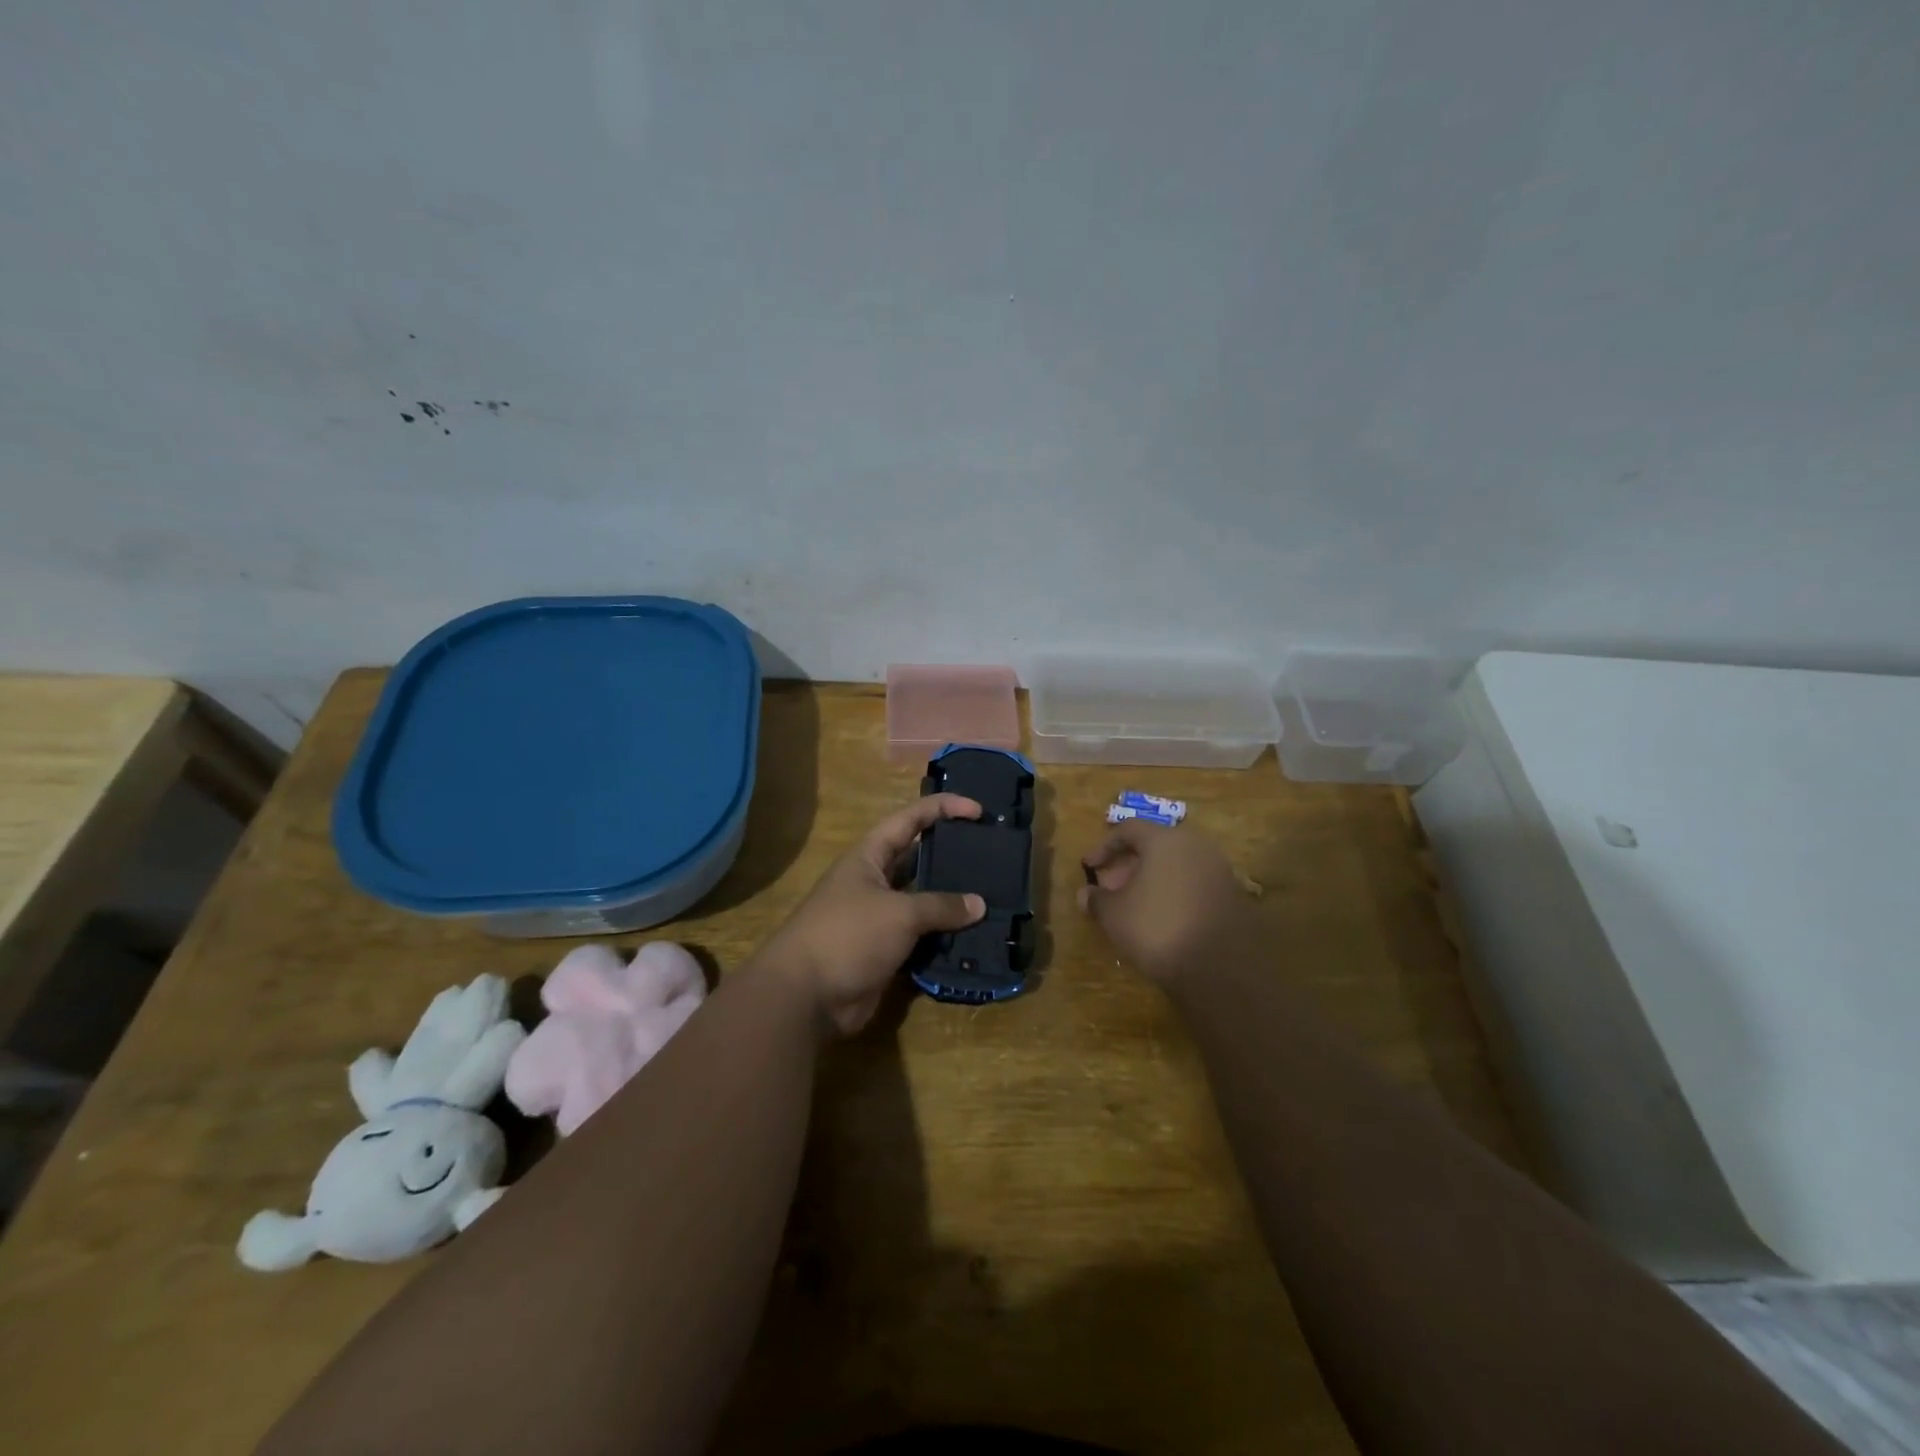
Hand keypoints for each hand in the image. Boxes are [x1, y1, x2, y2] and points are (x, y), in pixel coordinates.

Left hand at [760, 794, 986, 1035]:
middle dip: (953, 856)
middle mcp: (875, 882)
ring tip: (994, 897)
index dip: (943, 808)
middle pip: (919, 860)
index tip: (979, 810)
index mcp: (870, 856)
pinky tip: (976, 937)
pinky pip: (922, 938)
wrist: (805, 997)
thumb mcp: (899, 913)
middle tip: (992, 855)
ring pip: (924, 903)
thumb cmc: (848, 935)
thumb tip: (979, 905)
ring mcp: (880, 918)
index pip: (910, 819)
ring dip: (953, 903)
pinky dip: (945, 938)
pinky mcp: (886, 951)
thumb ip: (941, 906)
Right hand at [1079, 820, 1256, 985]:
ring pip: (1175, 867)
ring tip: (1133, 907)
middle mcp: (1196, 846)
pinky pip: (1193, 885)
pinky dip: (1173, 894)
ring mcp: (1218, 871)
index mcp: (1165, 840)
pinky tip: (1161, 920)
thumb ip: (1097, 900)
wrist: (1222, 967)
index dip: (1104, 847)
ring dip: (1151, 881)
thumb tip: (1085, 894)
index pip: (1128, 829)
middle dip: (1128, 866)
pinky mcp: (1232, 897)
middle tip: (1110, 889)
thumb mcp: (1115, 915)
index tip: (1088, 867)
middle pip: (1154, 846)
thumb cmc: (1158, 927)